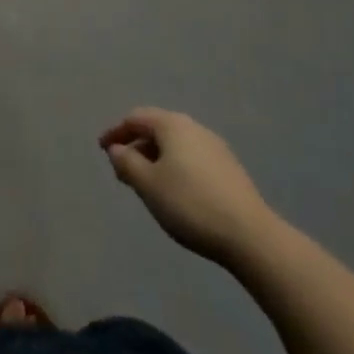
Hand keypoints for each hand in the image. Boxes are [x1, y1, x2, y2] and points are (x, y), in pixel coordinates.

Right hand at [100, 108, 278, 265]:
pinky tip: (175, 191)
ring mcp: (215, 147)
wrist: (250, 236)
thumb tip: (117, 149)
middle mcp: (194, 127)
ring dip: (155, 158)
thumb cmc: (190, 204)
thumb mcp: (148, 185)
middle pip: (157, 129)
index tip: (102, 149)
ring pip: (175, 145)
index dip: (115, 132)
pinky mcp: (229, 168)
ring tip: (146, 183)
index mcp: (172, 125)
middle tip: (122, 169)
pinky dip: (174, 167)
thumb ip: (127, 162)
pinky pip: (191, 158)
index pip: (136, 118)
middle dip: (136, 146)